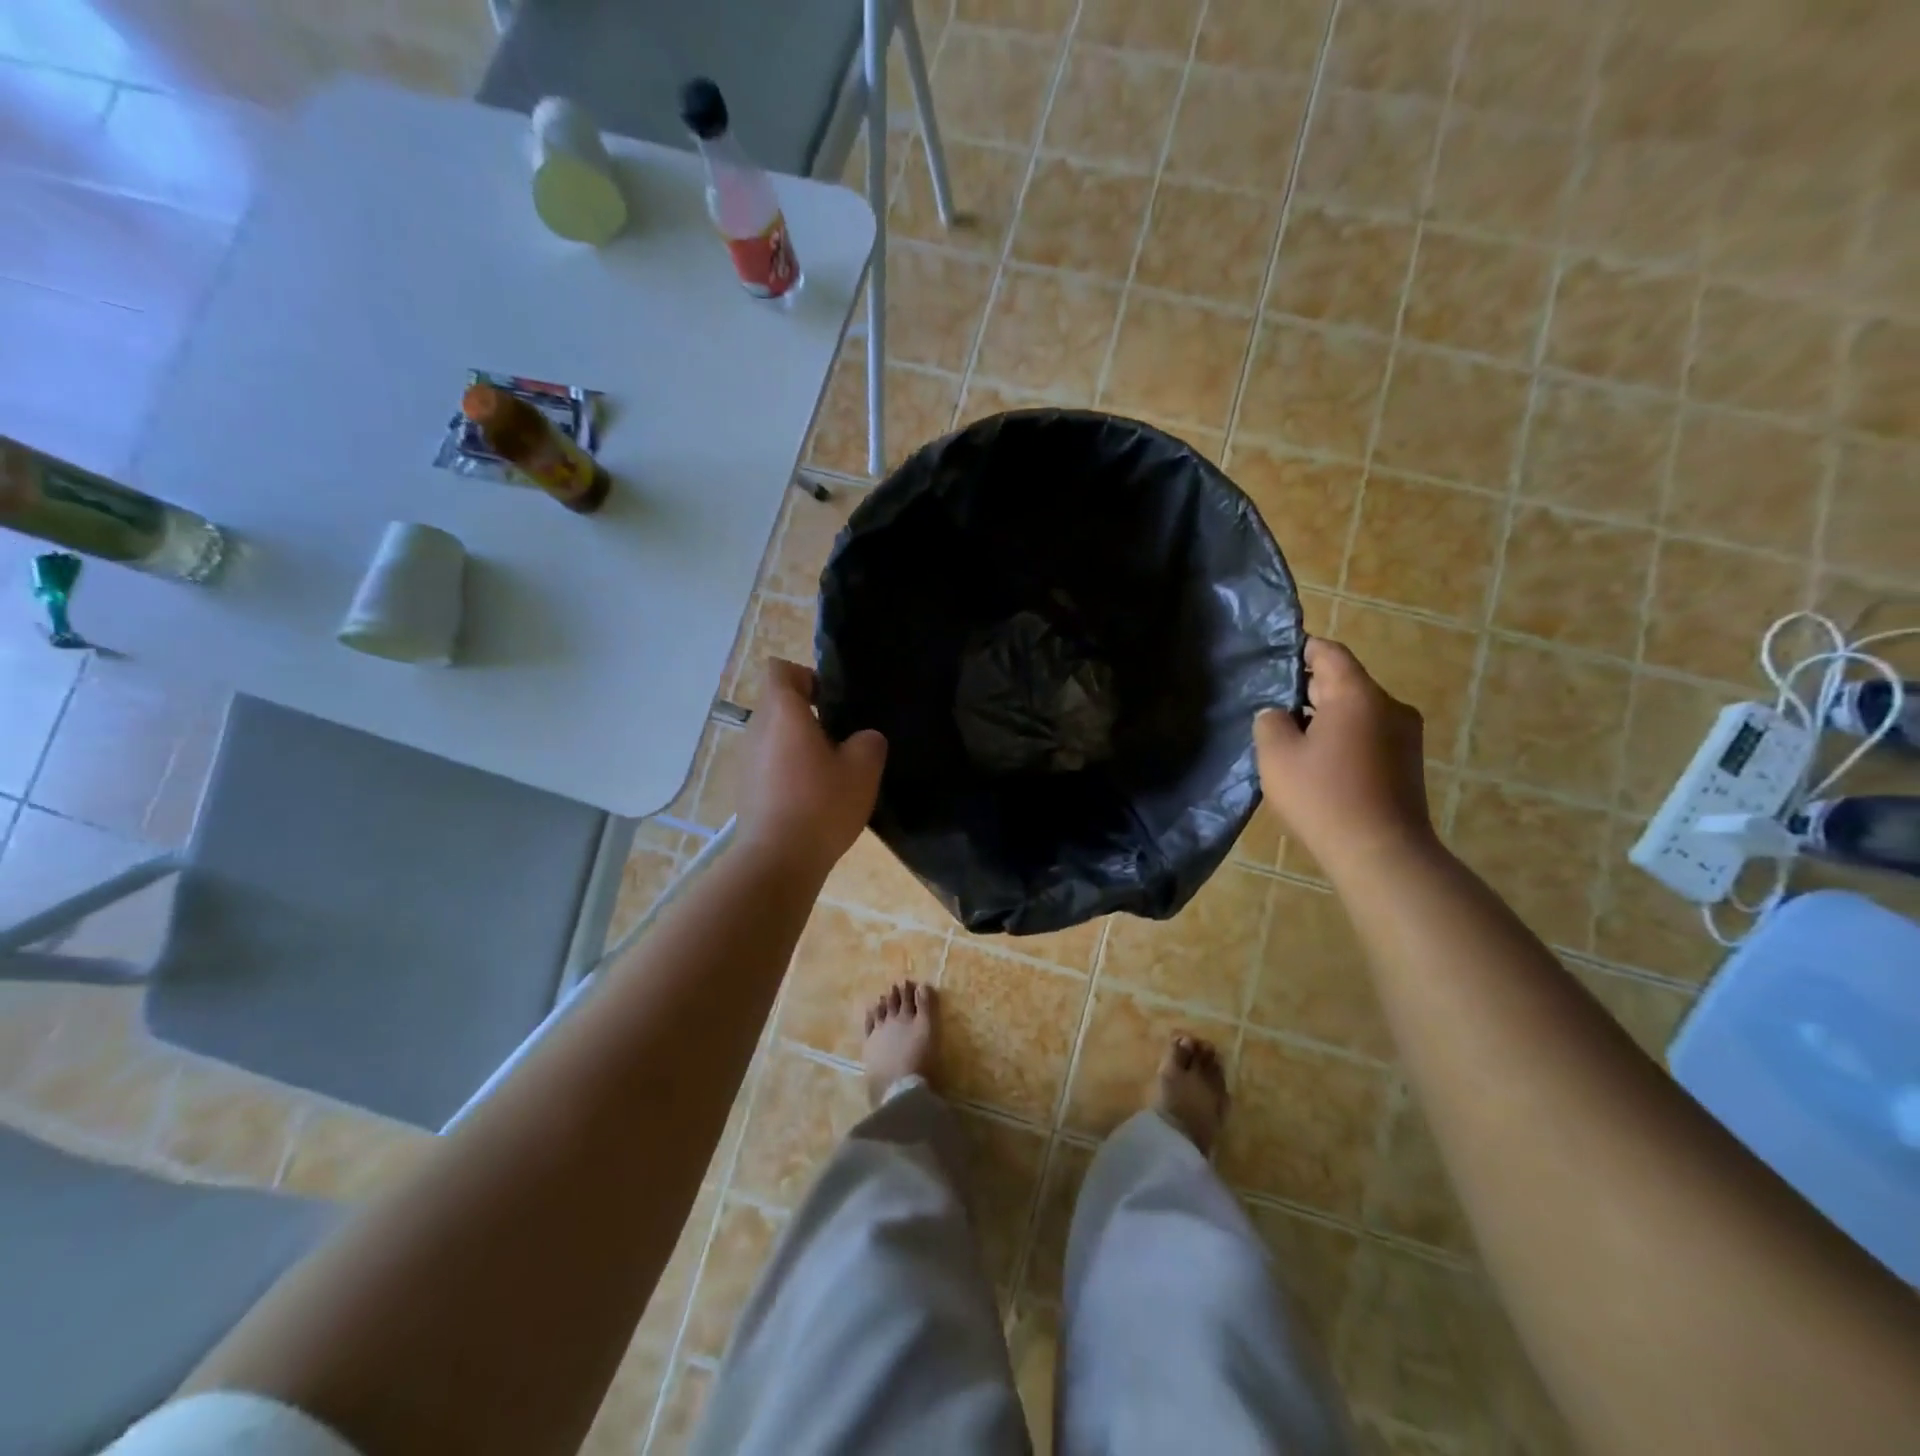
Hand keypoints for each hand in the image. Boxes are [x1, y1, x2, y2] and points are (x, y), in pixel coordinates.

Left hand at [736, 658, 887, 878]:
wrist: (778, 860)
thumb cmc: (821, 803)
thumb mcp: (863, 768)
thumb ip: (868, 741)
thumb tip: (861, 739)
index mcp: (782, 712)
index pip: (781, 670)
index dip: (806, 676)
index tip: (830, 701)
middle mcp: (756, 729)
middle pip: (778, 704)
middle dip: (807, 715)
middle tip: (841, 739)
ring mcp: (745, 761)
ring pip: (774, 737)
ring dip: (798, 746)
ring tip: (829, 773)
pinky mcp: (745, 790)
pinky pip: (769, 765)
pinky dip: (788, 772)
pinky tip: (811, 799)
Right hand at [1253, 638, 1434, 876]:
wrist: (1382, 852)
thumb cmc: (1323, 796)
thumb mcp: (1277, 756)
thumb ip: (1269, 722)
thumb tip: (1277, 714)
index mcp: (1358, 694)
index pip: (1329, 652)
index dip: (1301, 649)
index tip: (1274, 659)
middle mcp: (1389, 706)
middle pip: (1344, 681)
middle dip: (1308, 689)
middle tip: (1273, 706)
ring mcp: (1405, 735)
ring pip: (1357, 710)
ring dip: (1326, 717)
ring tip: (1293, 739)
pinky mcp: (1408, 762)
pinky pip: (1369, 734)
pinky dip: (1344, 738)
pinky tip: (1320, 763)